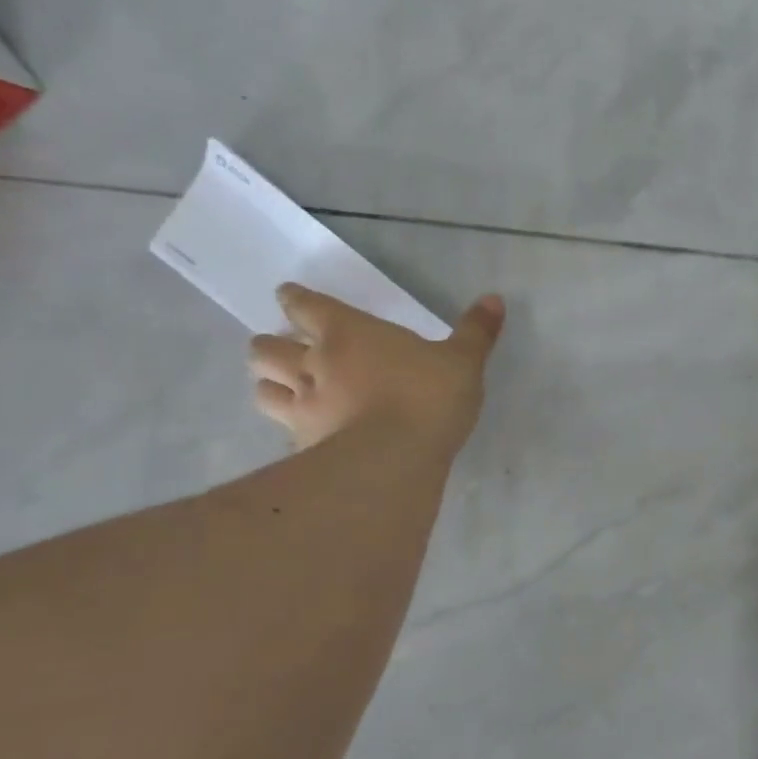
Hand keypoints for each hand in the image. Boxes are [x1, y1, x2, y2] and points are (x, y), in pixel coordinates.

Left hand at [248, 285, 504, 454]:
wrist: (393, 461)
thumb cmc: (426, 397)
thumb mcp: (463, 360)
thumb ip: (476, 331)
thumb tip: (494, 299)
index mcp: (347, 333)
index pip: (305, 305)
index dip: (295, 299)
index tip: (290, 296)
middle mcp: (313, 365)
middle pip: (266, 347)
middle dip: (271, 344)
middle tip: (287, 348)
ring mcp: (302, 408)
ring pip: (263, 388)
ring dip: (270, 383)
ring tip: (284, 387)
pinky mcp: (302, 446)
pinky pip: (282, 431)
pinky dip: (289, 428)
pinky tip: (306, 434)